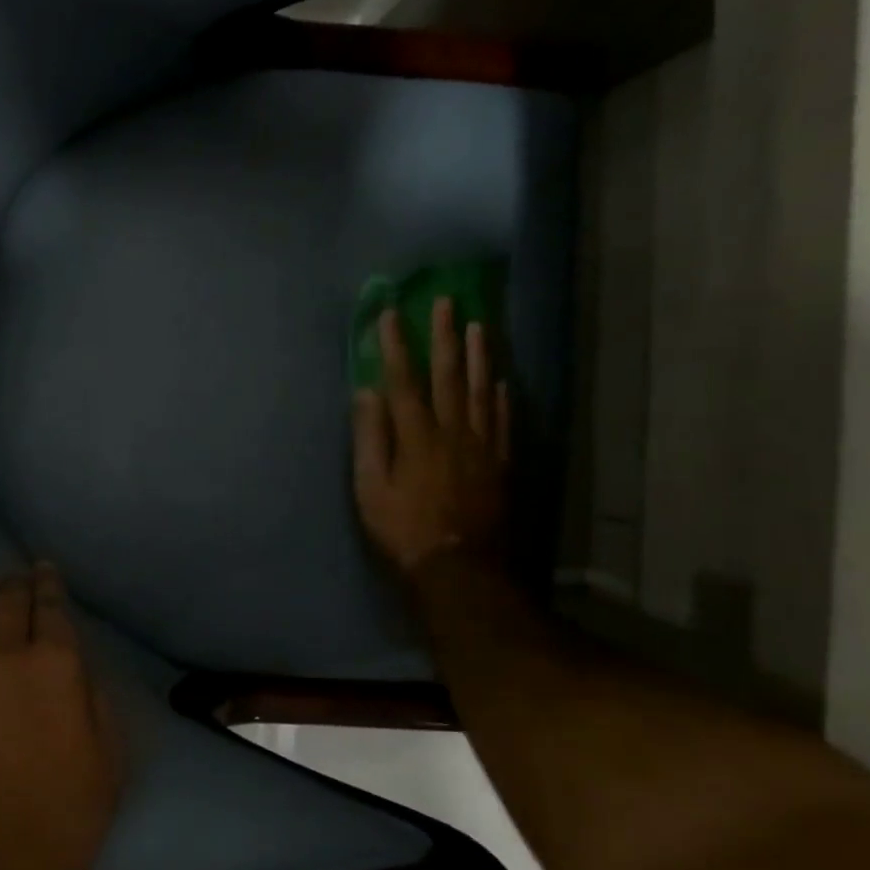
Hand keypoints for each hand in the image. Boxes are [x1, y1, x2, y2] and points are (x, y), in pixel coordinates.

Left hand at [0, 566, 122, 869]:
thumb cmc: (54, 824)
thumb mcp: (107, 764)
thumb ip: (95, 703)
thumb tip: (78, 669)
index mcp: (55, 664)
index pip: (52, 607)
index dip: (48, 584)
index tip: (43, 569)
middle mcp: (3, 651)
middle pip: (7, 601)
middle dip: (12, 583)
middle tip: (11, 576)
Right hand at [352, 298, 510, 582]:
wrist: (460, 567)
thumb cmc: (404, 528)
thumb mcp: (371, 488)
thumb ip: (370, 438)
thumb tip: (366, 394)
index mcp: (416, 436)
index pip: (403, 380)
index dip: (396, 346)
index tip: (391, 314)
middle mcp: (452, 431)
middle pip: (448, 375)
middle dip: (444, 336)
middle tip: (446, 302)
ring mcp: (482, 445)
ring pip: (481, 390)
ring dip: (479, 355)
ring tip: (478, 325)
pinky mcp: (501, 463)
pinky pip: (504, 421)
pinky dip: (502, 397)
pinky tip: (501, 380)